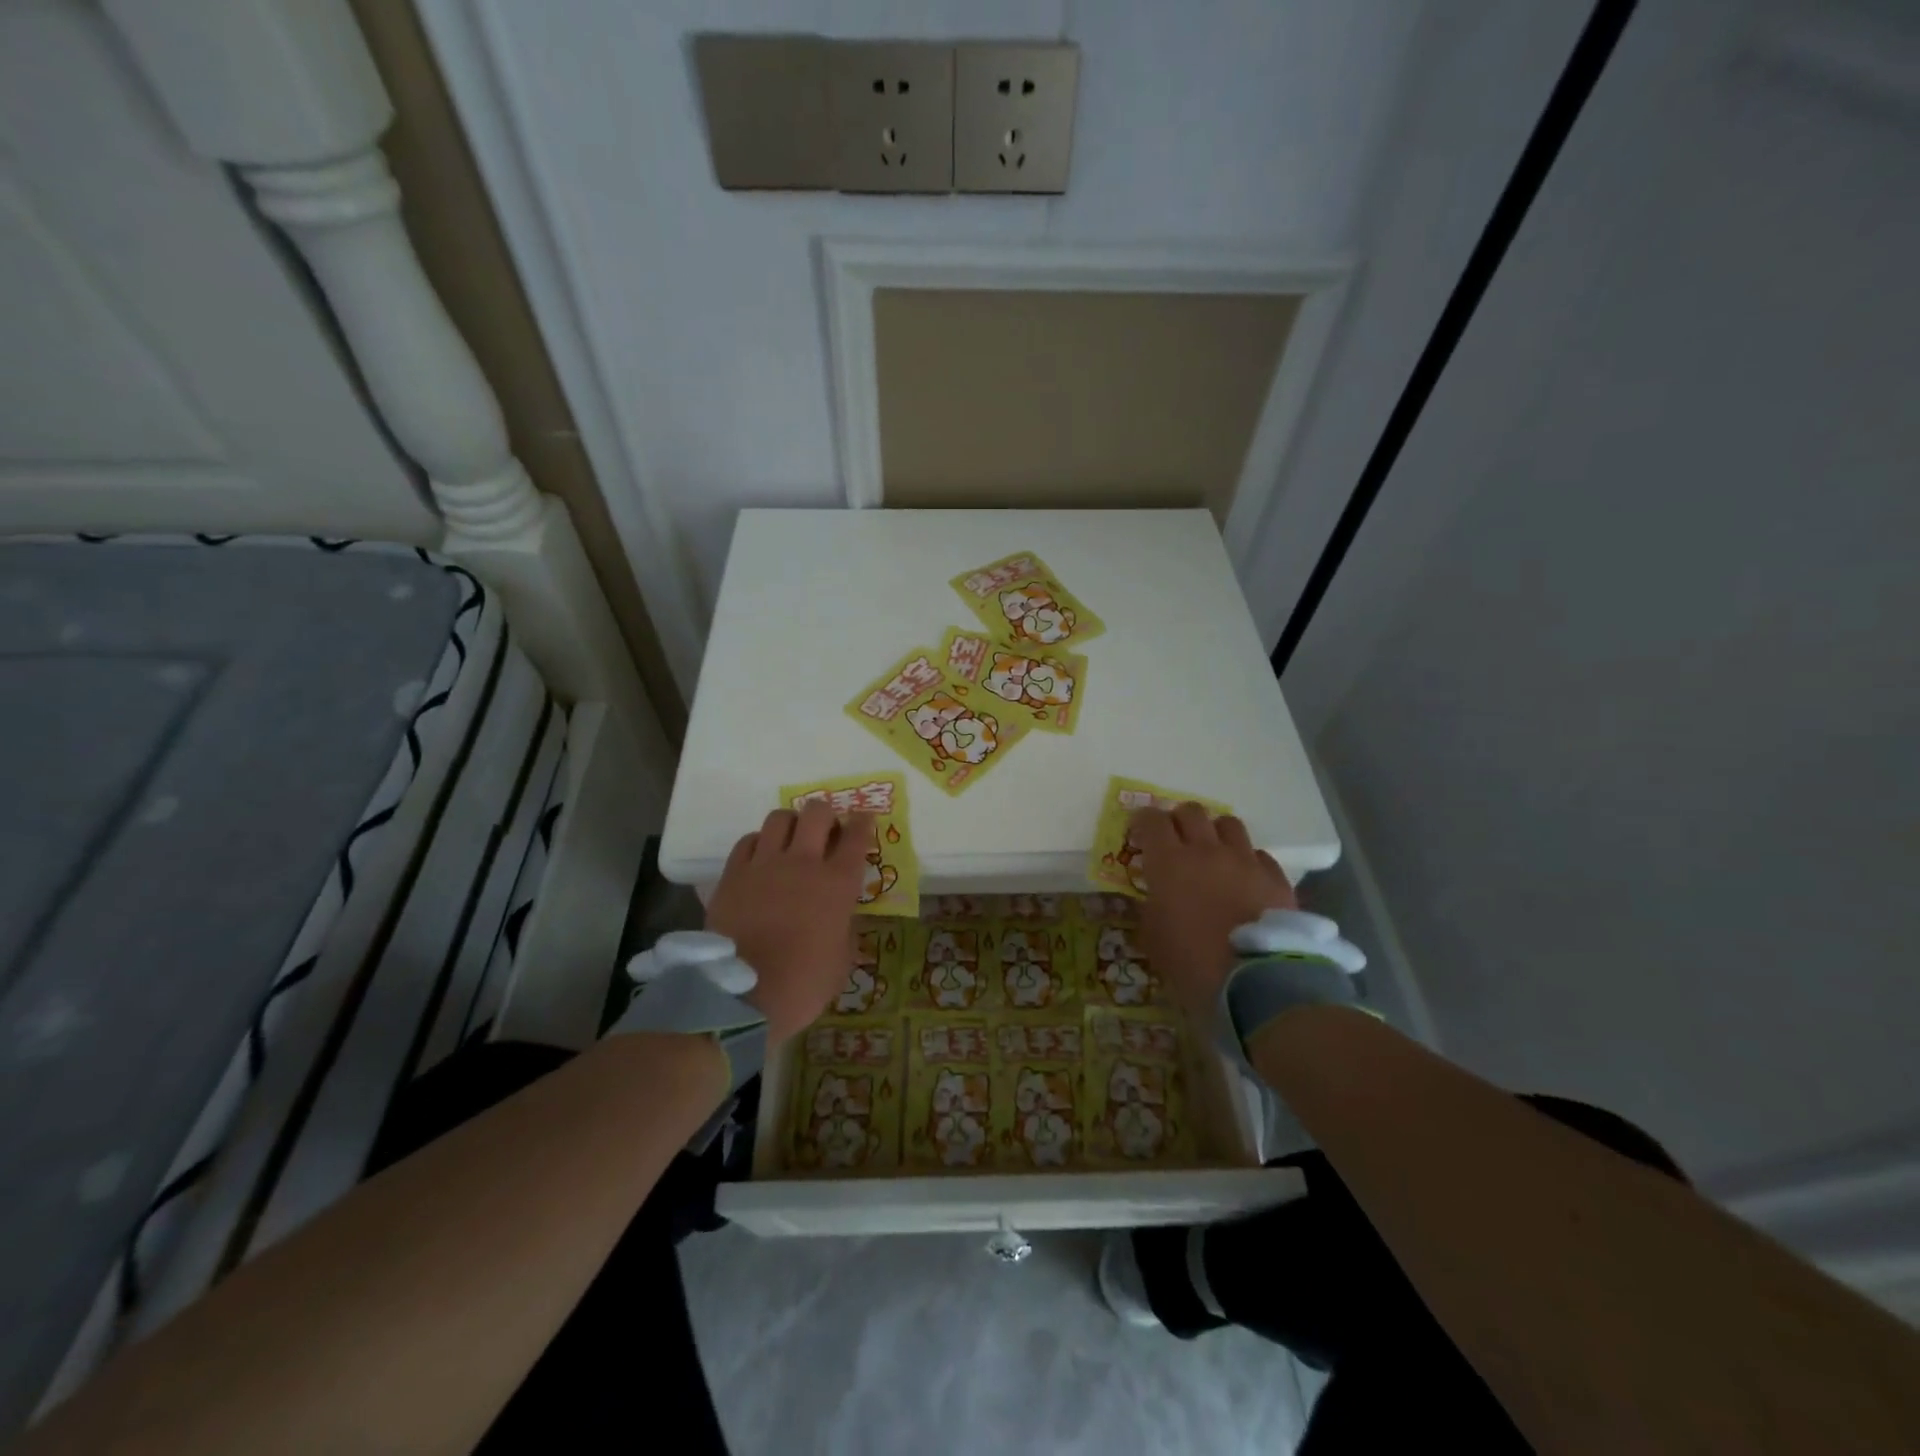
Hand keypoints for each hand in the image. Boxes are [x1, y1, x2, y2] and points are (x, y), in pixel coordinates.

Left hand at [705, 803, 872, 1045]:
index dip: (863, 822)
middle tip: (826, 832)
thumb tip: (841, 917)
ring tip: (791, 841)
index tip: (863, 821)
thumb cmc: (803, 985)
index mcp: (838, 884)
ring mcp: (764, 865)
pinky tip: (761, 859)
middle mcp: (803, 863)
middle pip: (818, 813)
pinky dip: (760, 843)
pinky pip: (748, 841)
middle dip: (826, 815)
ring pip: (780, 817)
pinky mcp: (733, 874)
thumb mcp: (841, 960)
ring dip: (792, 824)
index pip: (857, 835)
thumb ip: (844, 928)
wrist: (742, 998)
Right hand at [1131, 803, 1295, 1019]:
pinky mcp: (1275, 877)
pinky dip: (1247, 860)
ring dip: (1215, 832)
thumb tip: (1153, 898)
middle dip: (1179, 820)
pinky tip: (1245, 879)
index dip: (1142, 821)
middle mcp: (1206, 850)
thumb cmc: (1192, 963)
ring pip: (1228, 823)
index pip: (1151, 820)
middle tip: (1175, 839)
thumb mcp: (1153, 939)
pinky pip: (1258, 854)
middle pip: (1191, 812)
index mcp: (1169, 862)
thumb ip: (1149, 909)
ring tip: (1213, 852)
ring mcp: (1245, 861)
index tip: (1139, 832)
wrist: (1256, 983)